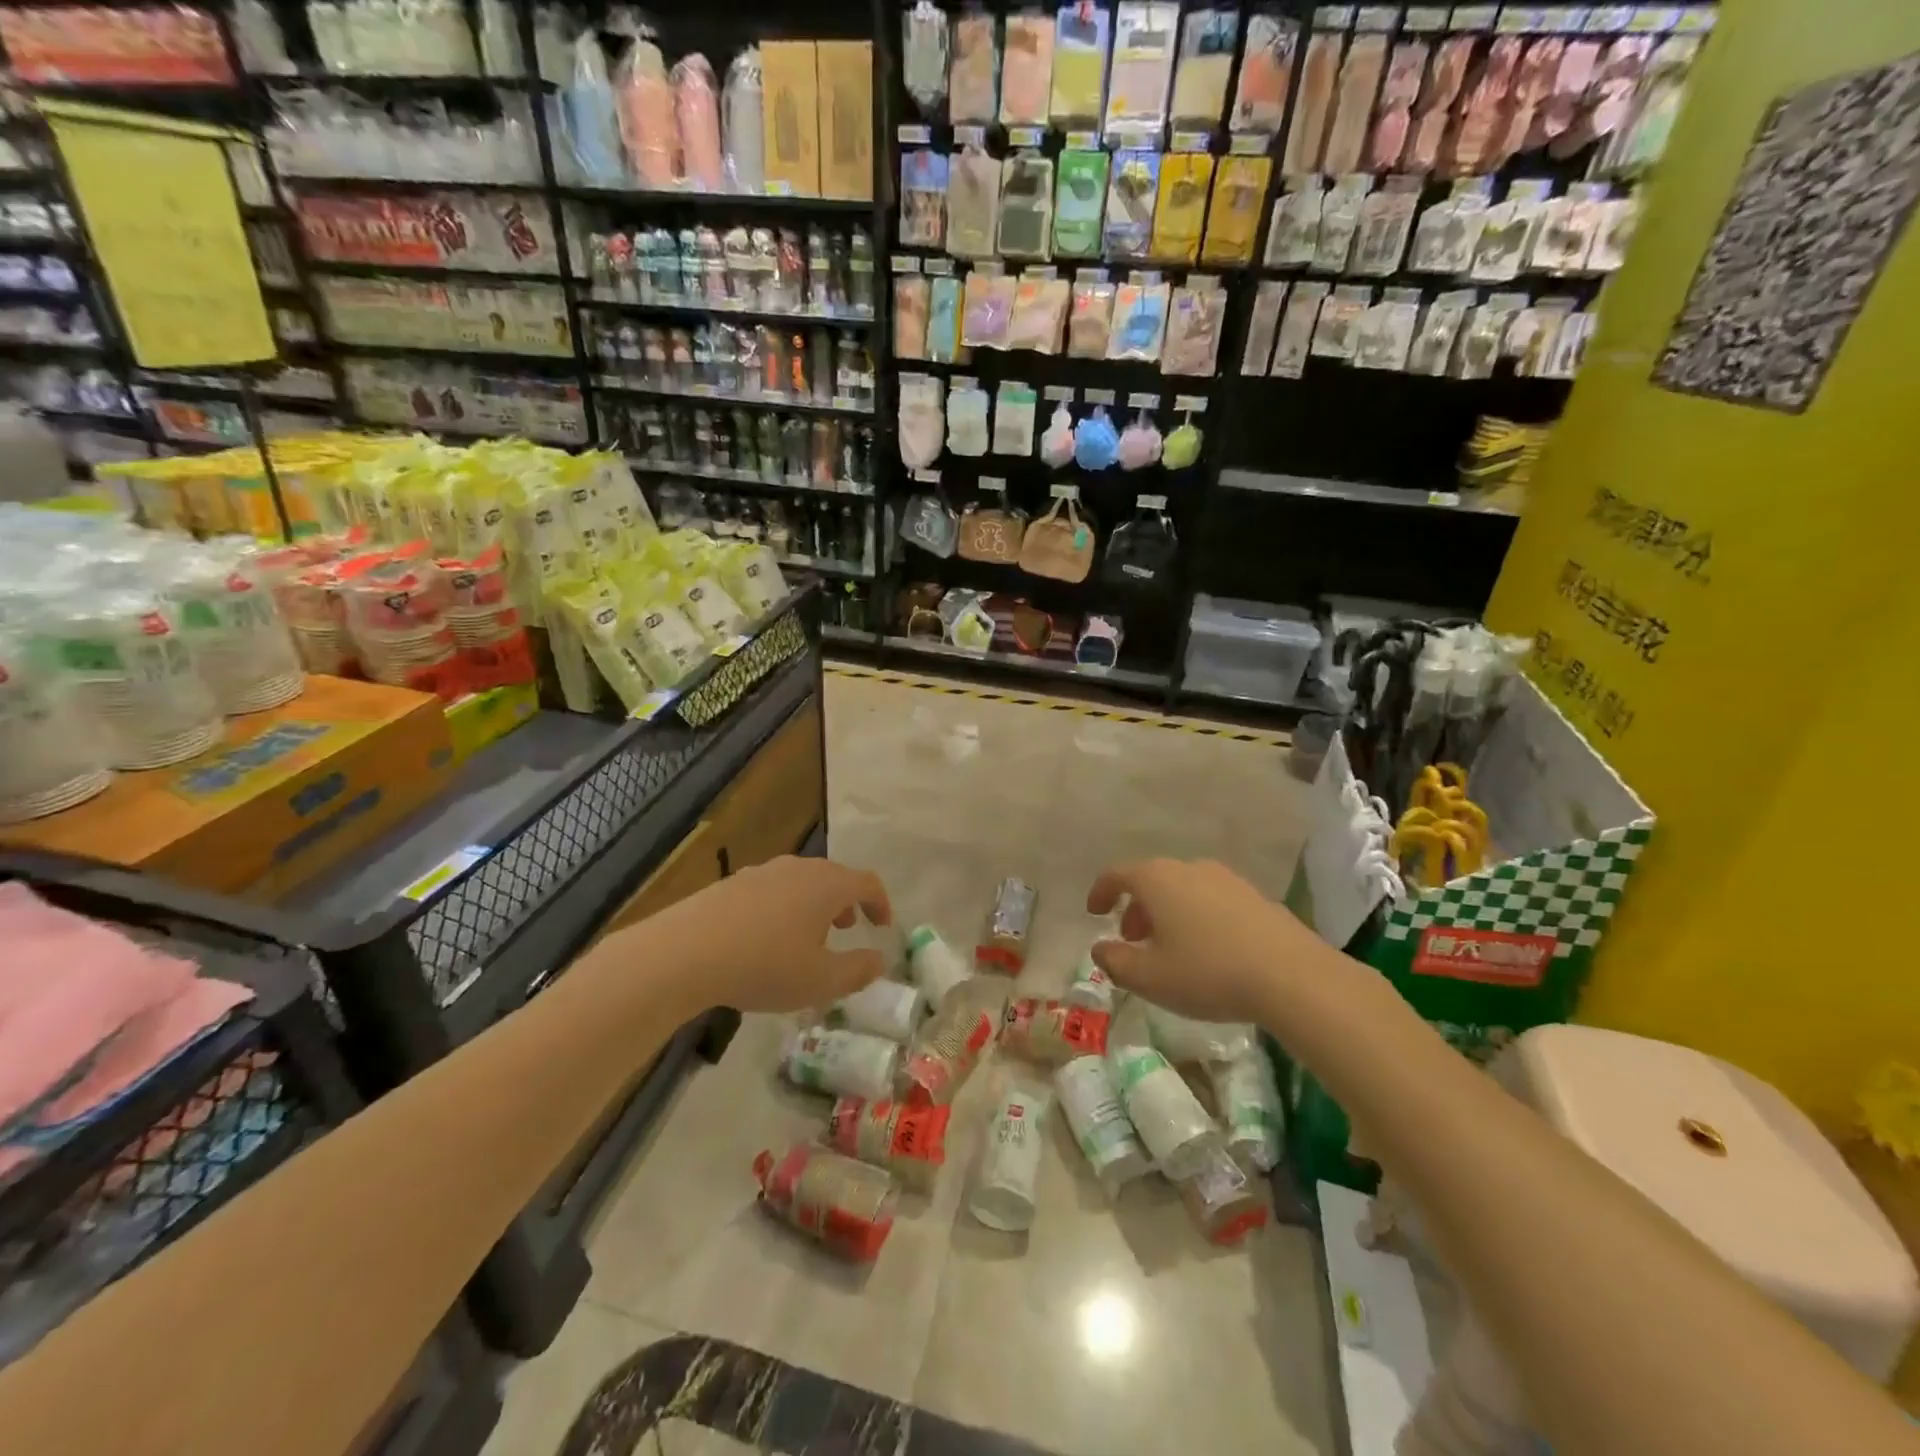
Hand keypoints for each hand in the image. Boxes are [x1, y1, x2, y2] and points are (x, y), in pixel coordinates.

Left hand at [645, 856, 891, 1013]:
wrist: (685, 952)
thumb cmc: (764, 965)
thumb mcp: (821, 981)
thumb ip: (858, 971)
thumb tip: (879, 960)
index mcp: (827, 885)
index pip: (867, 883)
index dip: (881, 903)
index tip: (883, 926)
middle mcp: (799, 869)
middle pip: (834, 877)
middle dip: (847, 902)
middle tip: (849, 928)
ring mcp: (763, 872)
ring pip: (802, 882)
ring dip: (815, 905)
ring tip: (808, 936)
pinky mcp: (733, 883)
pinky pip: (773, 890)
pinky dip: (785, 907)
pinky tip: (767, 939)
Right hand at [1086, 858, 1325, 1024]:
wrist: (1291, 976)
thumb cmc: (1207, 972)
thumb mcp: (1149, 978)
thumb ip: (1115, 961)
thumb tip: (1100, 948)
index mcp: (1157, 879)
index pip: (1117, 874)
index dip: (1100, 892)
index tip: (1094, 912)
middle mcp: (1189, 868)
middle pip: (1151, 880)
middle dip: (1135, 907)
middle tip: (1132, 939)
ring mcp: (1226, 879)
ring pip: (1183, 889)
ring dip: (1167, 913)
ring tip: (1169, 948)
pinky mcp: (1254, 896)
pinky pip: (1211, 899)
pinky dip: (1196, 916)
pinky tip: (1207, 950)